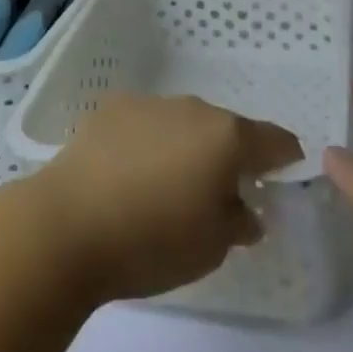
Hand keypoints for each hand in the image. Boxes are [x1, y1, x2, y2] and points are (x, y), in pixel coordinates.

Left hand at [25, 93, 302, 302]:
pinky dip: (151, 143)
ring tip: (166, 189)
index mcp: (227, 137)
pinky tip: (130, 175)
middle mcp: (194, 108)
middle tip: (217, 197)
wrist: (67, 224)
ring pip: (185, 123)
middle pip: (226, 129)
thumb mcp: (212, 249)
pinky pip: (148, 123)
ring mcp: (151, 102)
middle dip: (229, 158)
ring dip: (187, 148)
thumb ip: (239, 222)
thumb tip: (245, 209)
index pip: (274, 140)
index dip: (285, 159)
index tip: (280, 179)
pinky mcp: (113, 107)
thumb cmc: (152, 241)